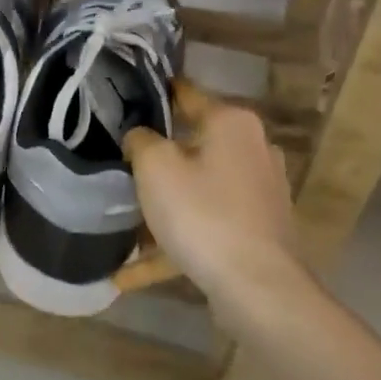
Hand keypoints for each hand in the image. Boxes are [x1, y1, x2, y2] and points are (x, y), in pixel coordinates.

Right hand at [124, 84, 308, 308]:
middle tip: (121, 164)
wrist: (257, 286)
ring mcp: (260, 190)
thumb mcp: (155, 167)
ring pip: (199, 188)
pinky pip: (206, 224)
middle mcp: (253, 148)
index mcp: (232, 123)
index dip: (155, 93)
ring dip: (165, 204)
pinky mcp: (258, 227)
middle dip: (158, 157)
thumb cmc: (203, 214)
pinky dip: (174, 241)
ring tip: (126, 221)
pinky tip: (131, 272)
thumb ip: (141, 140)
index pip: (187, 93)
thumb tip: (141, 136)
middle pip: (194, 143)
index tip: (126, 98)